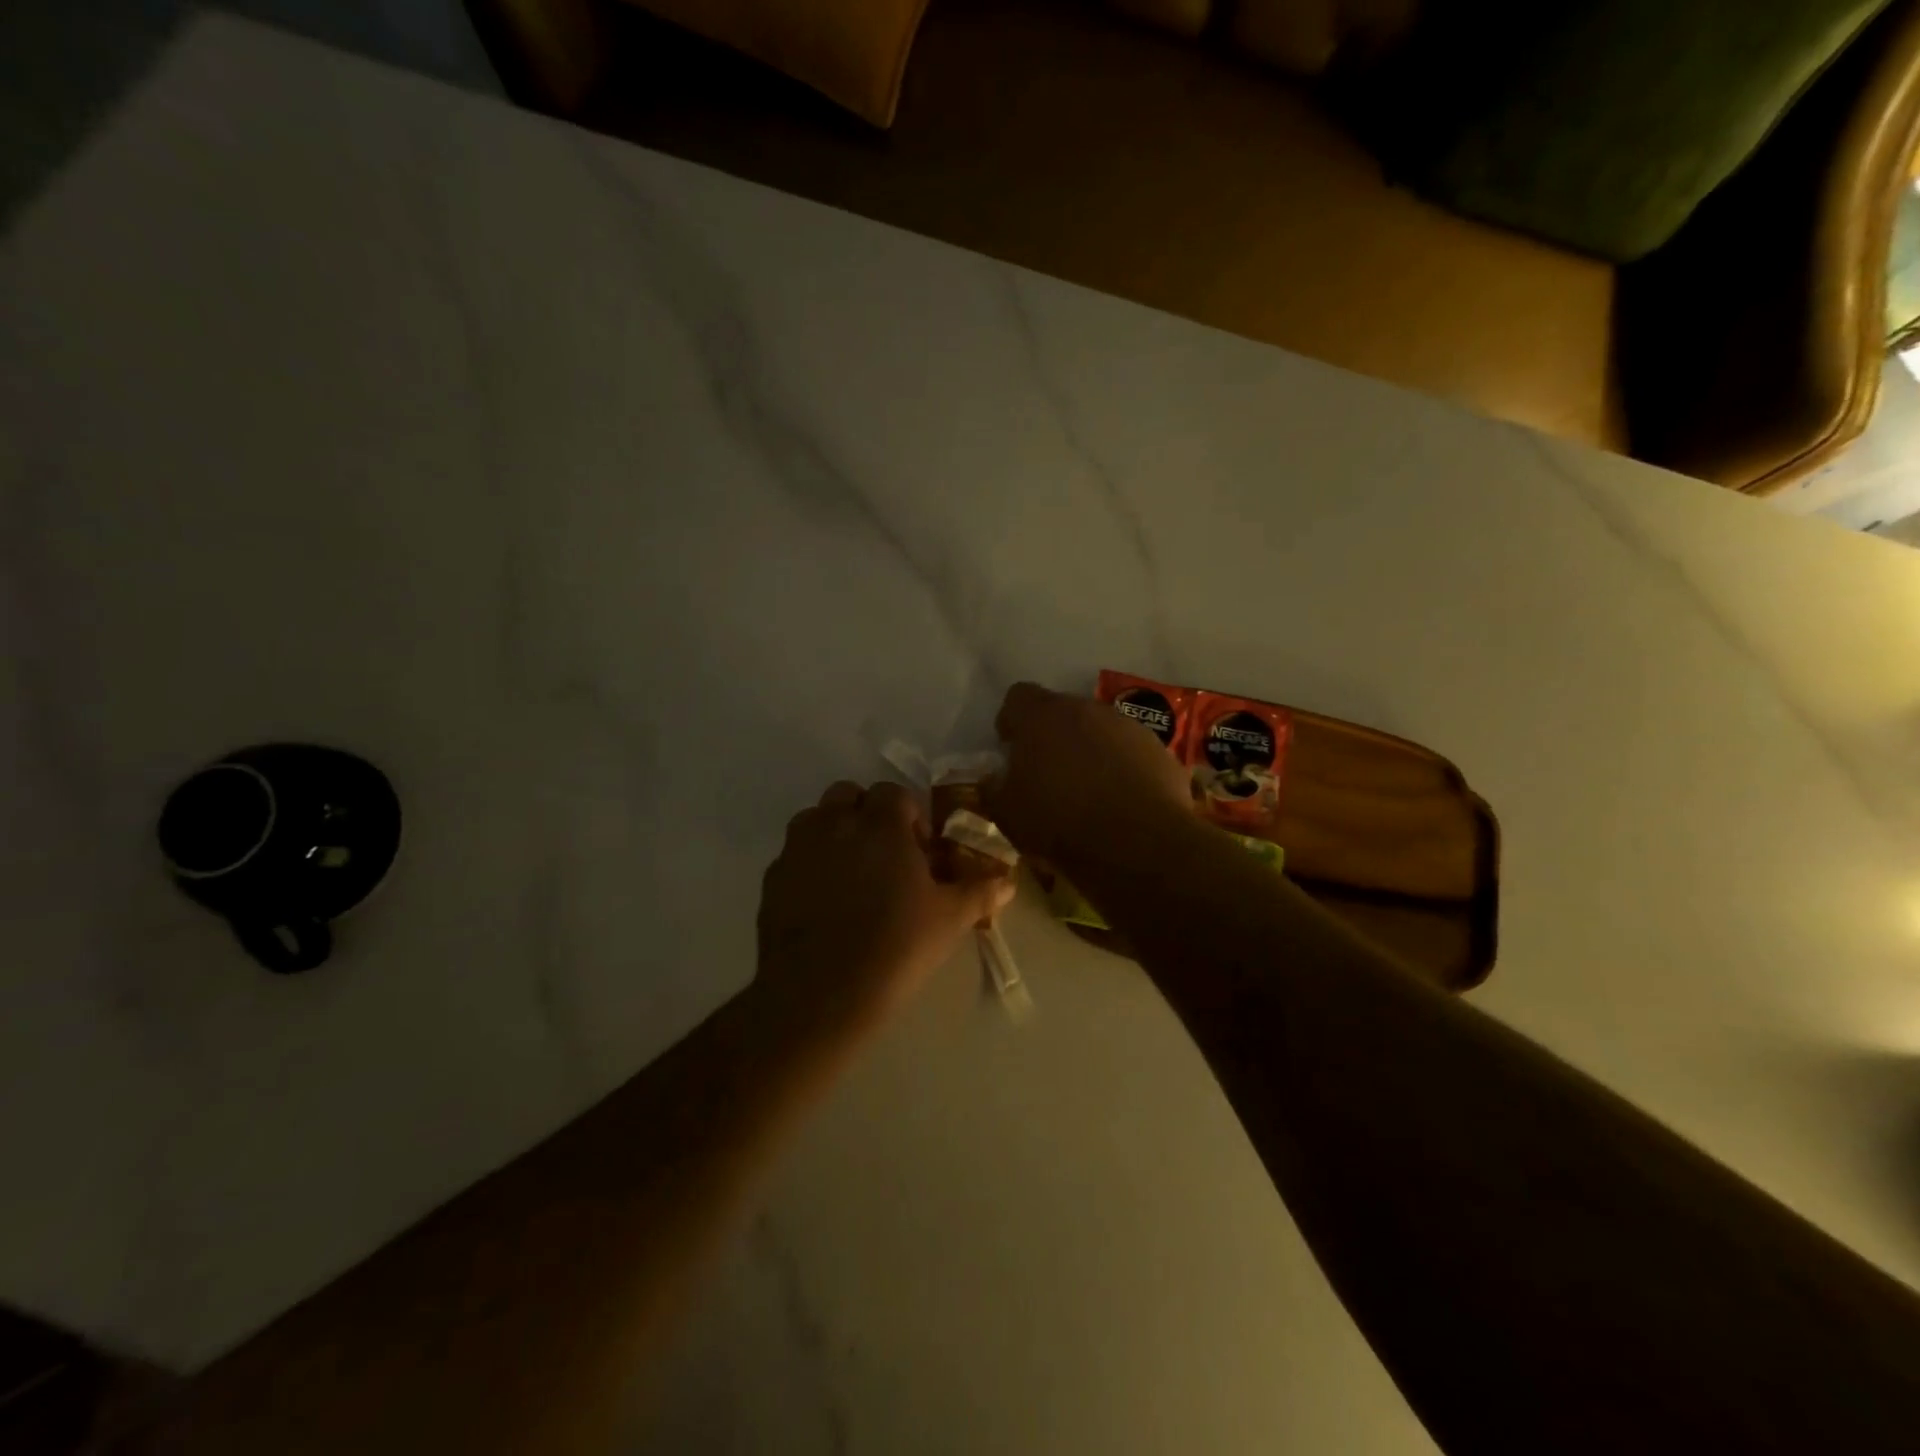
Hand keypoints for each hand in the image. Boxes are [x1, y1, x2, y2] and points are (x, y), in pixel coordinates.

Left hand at [756, 781, 1013, 1035]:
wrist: (821, 994)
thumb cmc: (896, 947)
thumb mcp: (949, 920)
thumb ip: (980, 892)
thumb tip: (1008, 882)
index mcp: (880, 825)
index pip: (894, 793)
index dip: (910, 816)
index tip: (919, 851)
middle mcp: (834, 824)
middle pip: (848, 795)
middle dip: (866, 814)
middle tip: (884, 855)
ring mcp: (797, 849)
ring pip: (814, 819)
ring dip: (834, 832)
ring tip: (851, 874)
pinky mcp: (772, 879)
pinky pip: (793, 856)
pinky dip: (809, 865)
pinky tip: (823, 904)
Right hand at [983, 682, 1193, 867]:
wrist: (1139, 845)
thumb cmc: (1060, 823)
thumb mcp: (1007, 814)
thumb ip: (994, 788)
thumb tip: (994, 778)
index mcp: (1042, 717)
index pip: (1018, 697)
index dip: (1012, 720)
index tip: (1011, 747)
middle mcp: (1086, 709)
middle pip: (1062, 711)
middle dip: (1052, 736)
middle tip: (1047, 774)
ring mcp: (1128, 727)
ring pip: (1099, 730)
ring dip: (1089, 751)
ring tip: (1087, 791)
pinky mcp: (1159, 751)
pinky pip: (1131, 753)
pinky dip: (1122, 769)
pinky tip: (1120, 803)